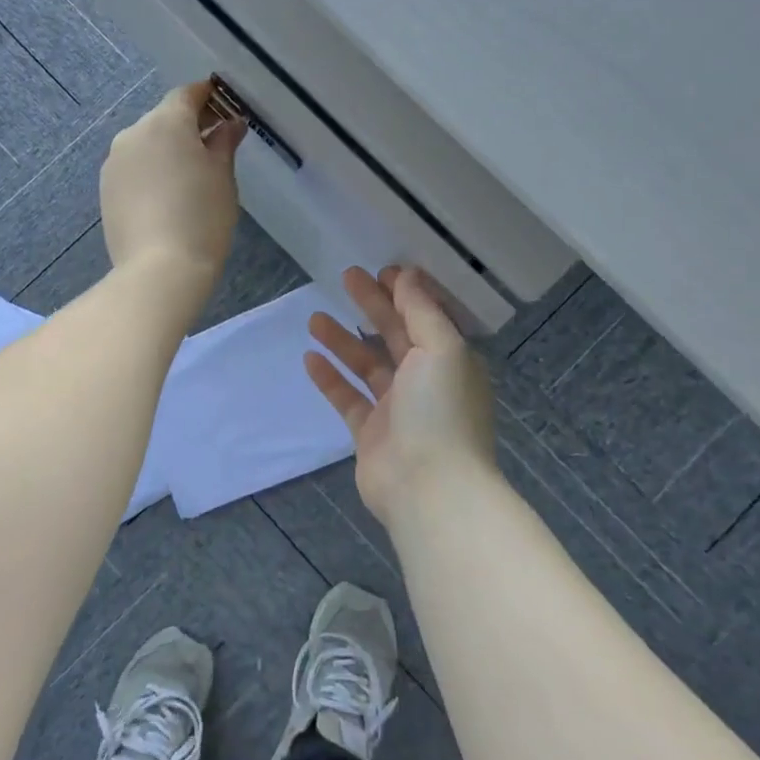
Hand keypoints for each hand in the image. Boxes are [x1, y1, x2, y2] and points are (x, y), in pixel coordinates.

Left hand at [100, 80, 245, 289]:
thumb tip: (230, 124)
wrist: (159, 270)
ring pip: (146, 144)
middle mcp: (133, 134)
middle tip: (215, 144)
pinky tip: (167, 195)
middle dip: (188, 126)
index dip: (208, 97)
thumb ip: (224, 142)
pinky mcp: (105, 190)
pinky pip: (133, 168)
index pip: (187, 94)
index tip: (225, 107)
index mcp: (165, 123)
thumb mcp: (222, 176)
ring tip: (191, 175)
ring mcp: (114, 163)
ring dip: (167, 150)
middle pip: (164, 118)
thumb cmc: (202, 217)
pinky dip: (151, 171)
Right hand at [305, 266, 496, 527]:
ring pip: (367, 365)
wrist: (429, 489)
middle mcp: (426, 381)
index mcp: (450, 360)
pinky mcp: (371, 433)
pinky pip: (348, 398)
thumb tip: (407, 274)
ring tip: (314, 318)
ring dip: (343, 340)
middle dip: (372, 305)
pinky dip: (330, 378)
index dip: (405, 292)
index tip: (381, 270)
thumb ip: (421, 310)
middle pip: (395, 334)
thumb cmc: (441, 410)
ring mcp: (397, 409)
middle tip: (346, 277)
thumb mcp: (441, 348)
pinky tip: (310, 358)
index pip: (426, 317)